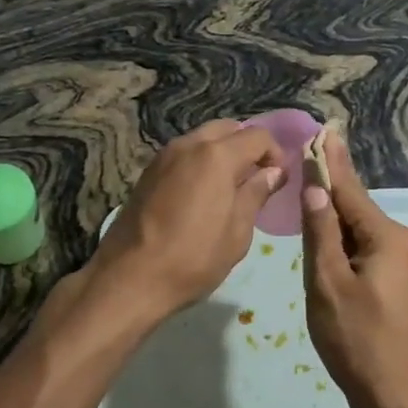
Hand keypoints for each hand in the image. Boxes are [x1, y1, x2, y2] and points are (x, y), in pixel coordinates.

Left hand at [87, 120, 284, 322]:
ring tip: (229, 189)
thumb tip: (272, 172)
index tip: (279, 180)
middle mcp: (188, 145)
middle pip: (227, 129)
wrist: (129, 277)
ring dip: (221, 153)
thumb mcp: (237, 232)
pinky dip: (199, 163)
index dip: (275, 154)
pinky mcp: (147, 172)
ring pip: (202, 139)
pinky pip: (183, 155)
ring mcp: (163, 156)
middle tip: (255, 180)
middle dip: (246, 147)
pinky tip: (202, 194)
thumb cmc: (193, 258)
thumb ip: (256, 194)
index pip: (257, 136)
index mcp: (216, 156)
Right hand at [301, 133, 407, 407]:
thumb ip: (321, 232)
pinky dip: (343, 240)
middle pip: (355, 208)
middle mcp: (399, 243)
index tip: (322, 130)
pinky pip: (366, 251)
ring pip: (359, 231)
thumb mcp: (328, 283)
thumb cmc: (357, 339)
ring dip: (334, 215)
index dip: (329, 161)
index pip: (348, 189)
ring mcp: (402, 265)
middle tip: (308, 155)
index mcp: (385, 237)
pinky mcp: (399, 286)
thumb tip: (315, 187)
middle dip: (330, 186)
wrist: (396, 397)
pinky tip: (326, 236)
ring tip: (310, 188)